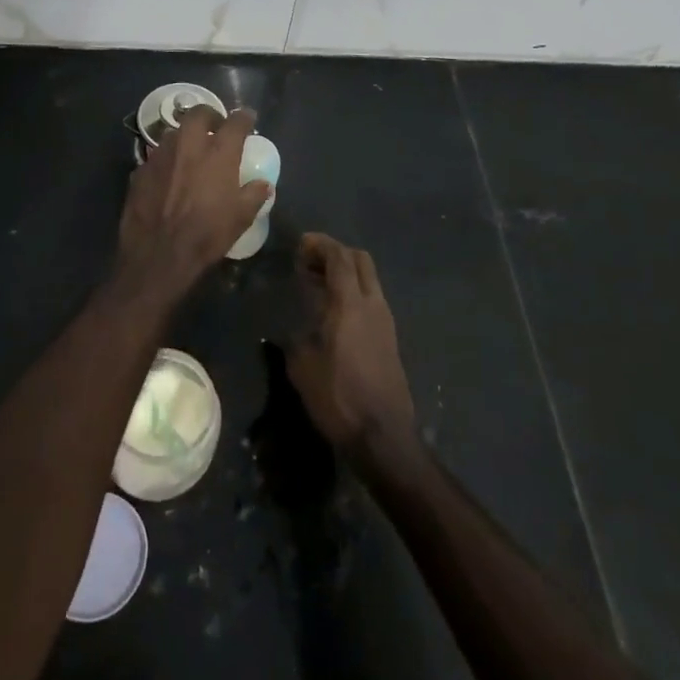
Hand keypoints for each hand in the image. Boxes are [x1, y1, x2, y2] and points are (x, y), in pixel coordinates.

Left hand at [115, 106, 270, 301]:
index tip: (248, 118)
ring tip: (190, 151)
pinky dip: (166, 161)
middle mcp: (188, 145)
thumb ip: (254, 195)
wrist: (158, 255)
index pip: (235, 122)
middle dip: (209, 115)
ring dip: (185, 137)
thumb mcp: (241, 218)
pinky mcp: (140, 171)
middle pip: (198, 114)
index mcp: (218, 153)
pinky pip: (156, 157)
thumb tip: (264, 184)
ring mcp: (161, 156)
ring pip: (173, 133)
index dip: (244, 118)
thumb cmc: (206, 234)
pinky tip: (168, 176)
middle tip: (215, 127)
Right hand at [287, 233, 416, 461]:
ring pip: (368, 279)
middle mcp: (373, 304)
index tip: (301, 243)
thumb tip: (290, 330)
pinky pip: (371, 298)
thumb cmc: (339, 398)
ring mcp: (385, 320)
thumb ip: (295, 338)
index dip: (320, 245)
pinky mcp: (389, 337)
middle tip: (308, 261)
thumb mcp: (303, 368)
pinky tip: (333, 310)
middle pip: (360, 260)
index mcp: (350, 303)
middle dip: (335, 253)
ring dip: (345, 272)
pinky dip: (352, 291)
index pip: (340, 257)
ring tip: (316, 284)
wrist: (383, 435)